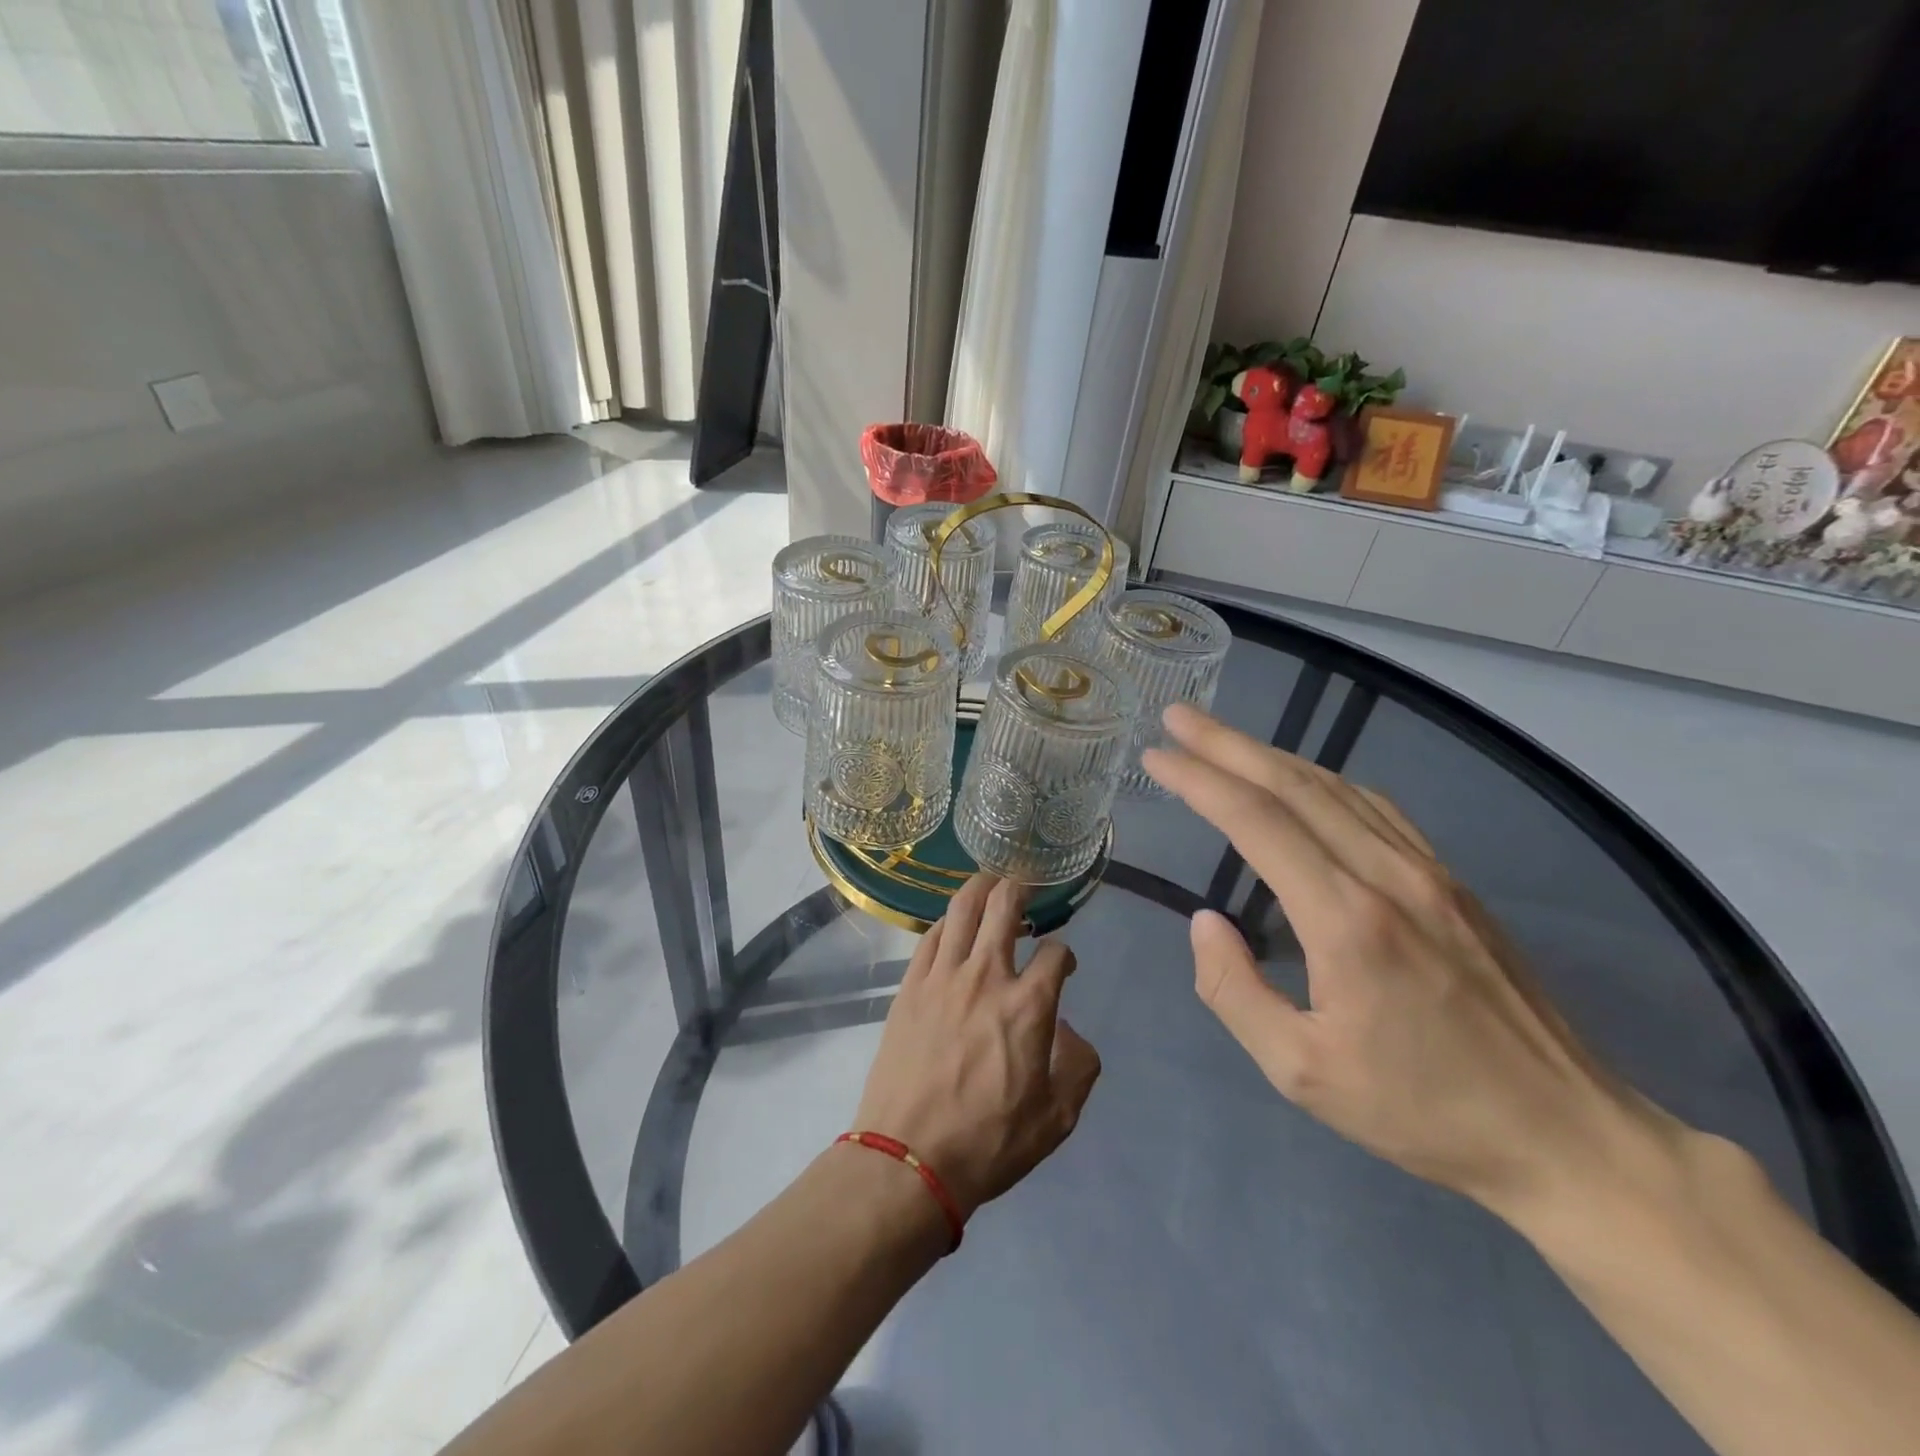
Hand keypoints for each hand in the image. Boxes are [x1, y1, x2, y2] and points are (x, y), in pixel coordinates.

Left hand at [854, 875, 1101, 1218]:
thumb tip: (1068, 1031)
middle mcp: (986, 976)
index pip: (1057, 954)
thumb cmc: (988, 1142)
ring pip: (962, 909)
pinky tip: (952, 925)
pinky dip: (946, 922)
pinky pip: (929, 937)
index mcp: (1028, 1006)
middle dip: (1020, 887)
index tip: (1064, 966)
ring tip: (991, 881)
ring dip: (981, 887)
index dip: (1066, 955)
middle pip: (1004, 906)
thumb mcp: (1057, 1118)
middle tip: (1027, 882)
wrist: (908, 1158)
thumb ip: (1077, 1066)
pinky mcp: (910, 986)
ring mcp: (942, 976)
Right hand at [1144, 704, 1680, 1225]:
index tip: (1156, 756)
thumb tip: (1205, 922)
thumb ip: (1235, 991)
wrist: (1567, 1134)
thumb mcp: (1302, 1073)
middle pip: (1293, 784)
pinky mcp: (1450, 882)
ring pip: (1335, 787)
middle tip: (1178, 716)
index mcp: (1346, 920)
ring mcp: (1426, 872)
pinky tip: (1303, 780)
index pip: (1256, 821)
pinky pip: (1374, 808)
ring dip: (1271, 754)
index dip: (1199, 780)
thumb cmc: (1423, 1111)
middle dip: (1226, 744)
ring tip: (1222, 739)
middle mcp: (1386, 875)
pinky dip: (1322, 780)